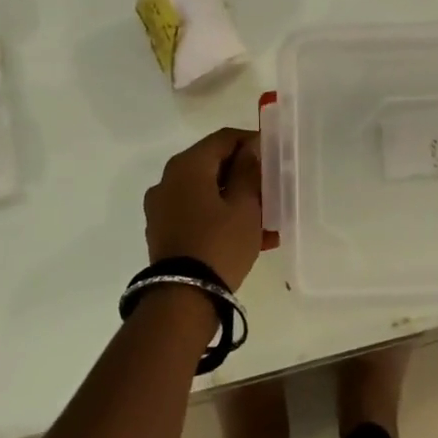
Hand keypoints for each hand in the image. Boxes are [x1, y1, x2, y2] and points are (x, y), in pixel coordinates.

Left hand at [143, 127, 265, 290]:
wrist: (182, 299)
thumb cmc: (219, 243)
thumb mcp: (245, 205)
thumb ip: (248, 170)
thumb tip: (249, 148)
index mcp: (187, 166)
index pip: (224, 138)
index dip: (252, 141)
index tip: (275, 155)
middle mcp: (168, 180)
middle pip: (213, 164)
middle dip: (244, 173)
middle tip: (272, 186)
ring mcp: (162, 207)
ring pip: (206, 190)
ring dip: (235, 197)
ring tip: (266, 216)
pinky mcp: (163, 231)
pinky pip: (197, 212)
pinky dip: (220, 215)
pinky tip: (249, 235)